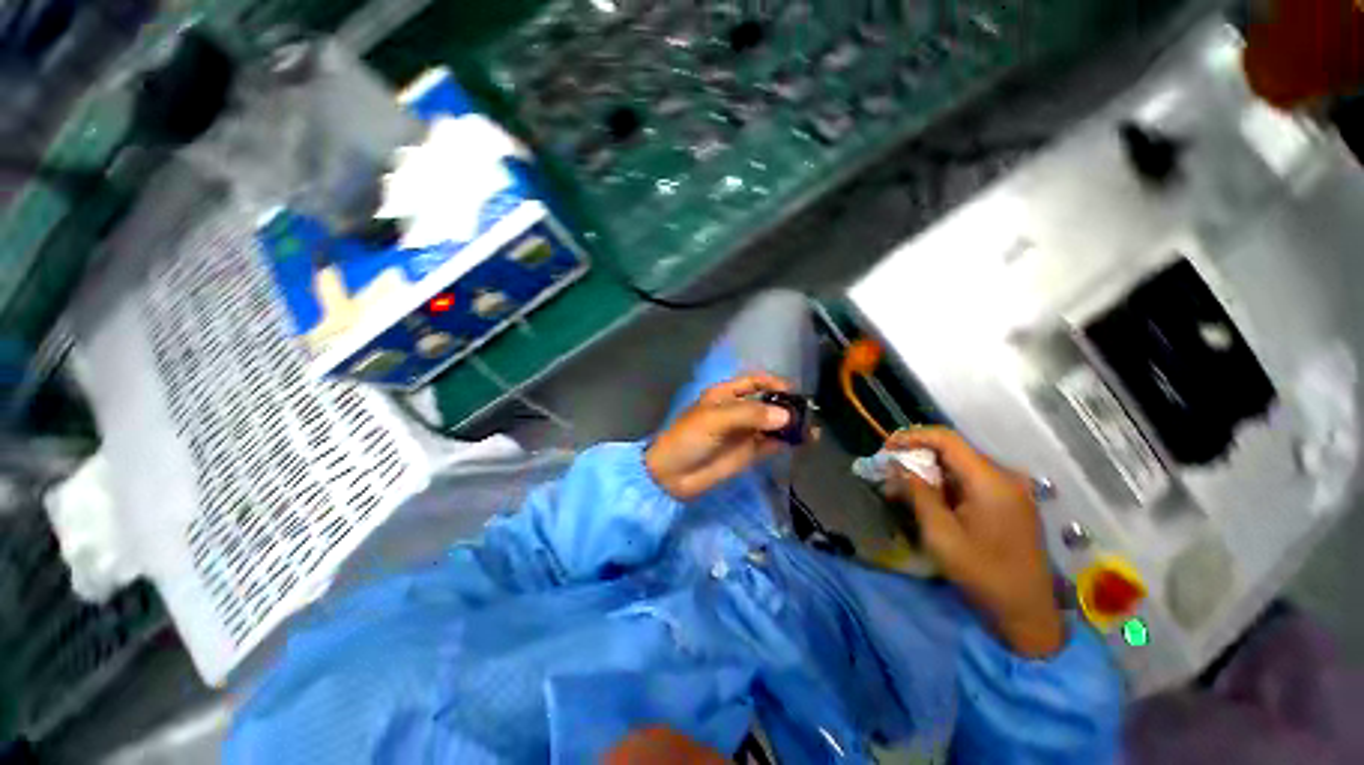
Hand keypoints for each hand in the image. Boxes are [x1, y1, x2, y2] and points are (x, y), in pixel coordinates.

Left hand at [645, 374, 795, 501]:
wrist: (672, 476)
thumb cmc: (688, 438)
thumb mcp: (715, 420)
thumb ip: (750, 415)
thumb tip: (786, 416)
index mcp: (726, 395)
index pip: (755, 381)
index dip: (774, 383)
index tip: (794, 392)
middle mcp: (738, 410)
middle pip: (769, 402)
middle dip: (788, 405)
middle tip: (809, 413)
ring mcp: (745, 432)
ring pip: (774, 423)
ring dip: (792, 424)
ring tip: (812, 429)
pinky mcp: (749, 453)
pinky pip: (772, 443)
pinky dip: (788, 442)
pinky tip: (804, 442)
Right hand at [883, 428, 1064, 656]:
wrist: (1028, 613)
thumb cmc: (983, 573)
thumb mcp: (940, 534)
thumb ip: (918, 493)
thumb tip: (897, 465)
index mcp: (991, 480)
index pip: (946, 439)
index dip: (912, 437)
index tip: (886, 449)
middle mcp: (1005, 477)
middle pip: (953, 452)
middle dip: (916, 458)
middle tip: (888, 473)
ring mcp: (1011, 491)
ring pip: (960, 467)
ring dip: (928, 474)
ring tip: (900, 490)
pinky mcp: (1010, 504)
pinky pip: (971, 483)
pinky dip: (945, 486)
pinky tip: (927, 501)